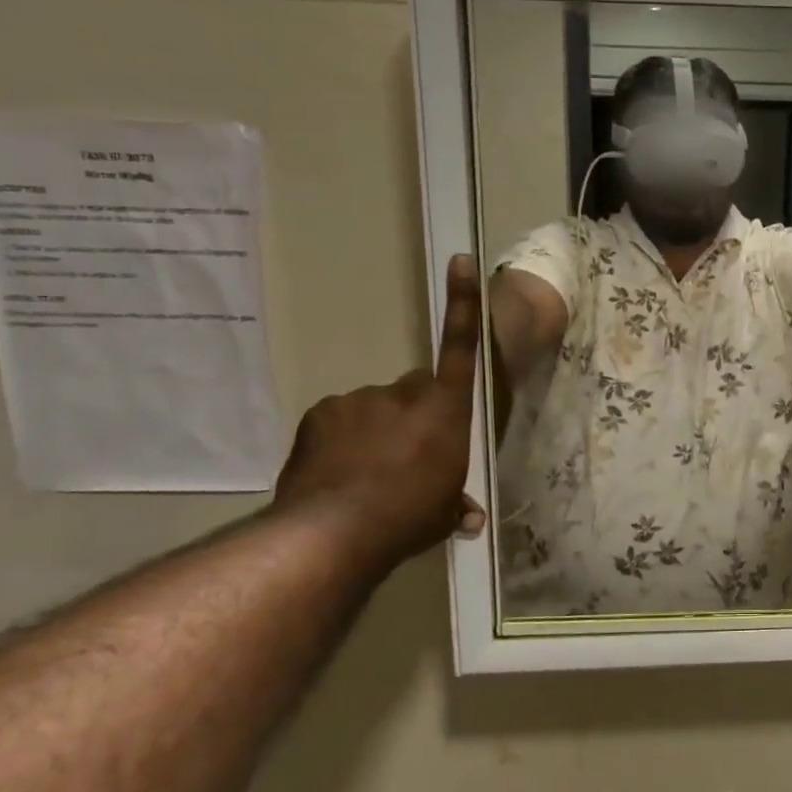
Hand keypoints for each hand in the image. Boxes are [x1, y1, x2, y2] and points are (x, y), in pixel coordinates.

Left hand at [274, 254, 485, 563]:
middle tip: (403, 457)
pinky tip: (336, 472)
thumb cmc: (408, 517)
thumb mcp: (442, 514)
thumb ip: (455, 504)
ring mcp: (359, 400)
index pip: (462, 348)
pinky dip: (341, 440)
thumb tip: (470, 519)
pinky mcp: (321, 412)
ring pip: (373, 408)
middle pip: (415, 390)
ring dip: (374, 431)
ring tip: (363, 475)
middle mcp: (404, 394)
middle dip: (412, 414)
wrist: (333, 531)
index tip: (460, 259)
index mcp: (445, 410)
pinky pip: (339, 420)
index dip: (463, 304)